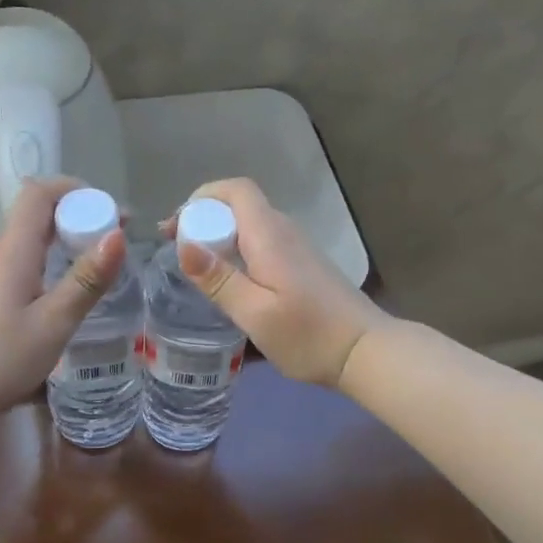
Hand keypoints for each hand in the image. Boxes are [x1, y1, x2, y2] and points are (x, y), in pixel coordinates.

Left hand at [0, 178, 127, 414]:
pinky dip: (58, 260)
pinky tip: (75, 286)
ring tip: (105, 258)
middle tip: (118, 235)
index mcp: (15, 251)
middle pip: (39, 213)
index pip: (39, 193)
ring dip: (70, 238)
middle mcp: (3, 254)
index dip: (75, 190)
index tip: (110, 209)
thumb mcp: (54, 321)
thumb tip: (118, 235)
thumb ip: (86, 279)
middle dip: (81, 214)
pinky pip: (31, 261)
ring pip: (35, 238)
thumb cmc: (1, 357)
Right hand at [165, 177, 389, 389]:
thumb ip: (219, 279)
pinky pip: (262, 243)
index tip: (177, 227)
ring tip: (197, 268)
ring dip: (221, 236)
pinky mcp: (304, 265)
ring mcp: (298, 248)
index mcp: (270, 235)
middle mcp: (285, 231)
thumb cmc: (308, 336)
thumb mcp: (255, 313)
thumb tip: (183, 244)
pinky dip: (239, 251)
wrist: (366, 352)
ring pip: (251, 226)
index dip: (202, 198)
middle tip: (178, 250)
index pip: (236, 190)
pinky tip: (232, 282)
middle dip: (204, 218)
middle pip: (240, 205)